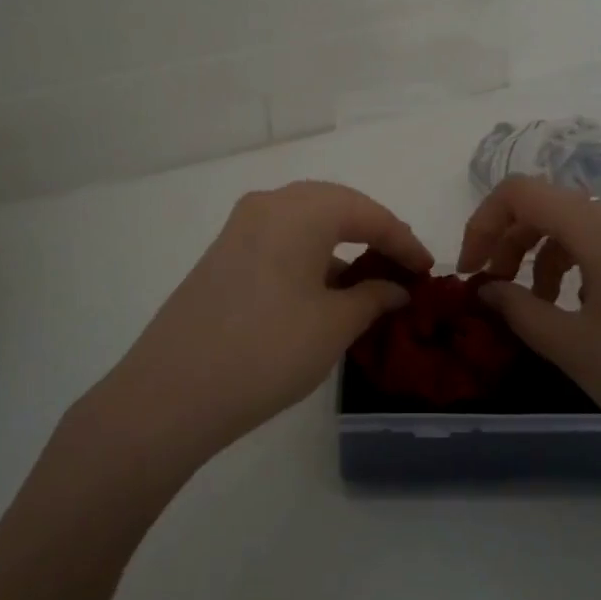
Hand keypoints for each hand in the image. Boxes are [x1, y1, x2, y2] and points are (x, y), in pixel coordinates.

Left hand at [107, 181, 432, 453]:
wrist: (171, 393)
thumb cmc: (267, 351)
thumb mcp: (334, 325)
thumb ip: (373, 297)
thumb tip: (397, 287)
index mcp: (300, 210)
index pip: (368, 214)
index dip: (404, 240)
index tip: (429, 270)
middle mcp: (268, 205)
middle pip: (335, 206)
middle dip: (373, 233)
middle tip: (402, 266)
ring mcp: (238, 229)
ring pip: (305, 222)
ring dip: (340, 245)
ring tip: (367, 280)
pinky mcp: (222, 255)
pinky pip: (279, 240)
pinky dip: (310, 256)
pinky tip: (323, 290)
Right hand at [457, 177, 600, 463]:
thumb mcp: (570, 344)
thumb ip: (517, 309)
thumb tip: (484, 288)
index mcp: (600, 229)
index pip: (521, 193)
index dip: (482, 223)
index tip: (469, 271)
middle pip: (547, 207)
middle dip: (508, 241)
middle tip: (492, 288)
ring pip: (575, 227)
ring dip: (540, 255)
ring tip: (534, 304)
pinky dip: (573, 265)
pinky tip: (576, 308)